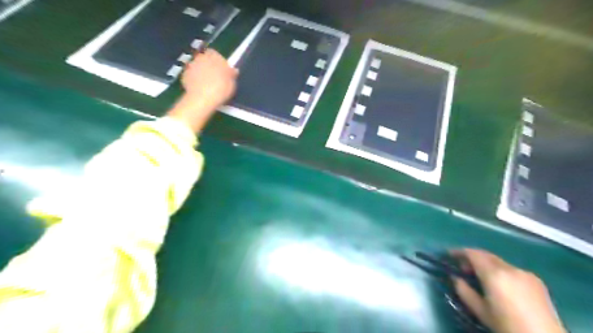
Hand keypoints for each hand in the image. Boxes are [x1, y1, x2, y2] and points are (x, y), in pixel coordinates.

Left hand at [167, 49, 237, 132]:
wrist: (202, 99)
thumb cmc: (221, 89)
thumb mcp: (232, 83)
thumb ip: (232, 74)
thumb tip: (233, 70)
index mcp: (214, 56)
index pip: (215, 53)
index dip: (218, 60)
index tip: (221, 69)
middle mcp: (201, 57)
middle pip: (204, 58)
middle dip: (208, 65)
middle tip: (214, 77)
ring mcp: (191, 65)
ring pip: (197, 66)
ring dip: (200, 71)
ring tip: (206, 83)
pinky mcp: (184, 75)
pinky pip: (191, 75)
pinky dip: (194, 79)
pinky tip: (199, 88)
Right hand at [453, 249, 566, 332]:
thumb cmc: (507, 326)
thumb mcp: (480, 311)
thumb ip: (464, 291)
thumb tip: (456, 279)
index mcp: (494, 274)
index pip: (473, 254)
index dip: (459, 252)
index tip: (449, 254)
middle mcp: (510, 268)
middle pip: (486, 255)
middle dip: (472, 257)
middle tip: (462, 267)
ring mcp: (525, 273)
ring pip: (499, 262)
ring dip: (486, 264)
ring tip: (480, 277)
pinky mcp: (536, 280)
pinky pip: (511, 269)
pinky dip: (500, 271)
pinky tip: (500, 285)